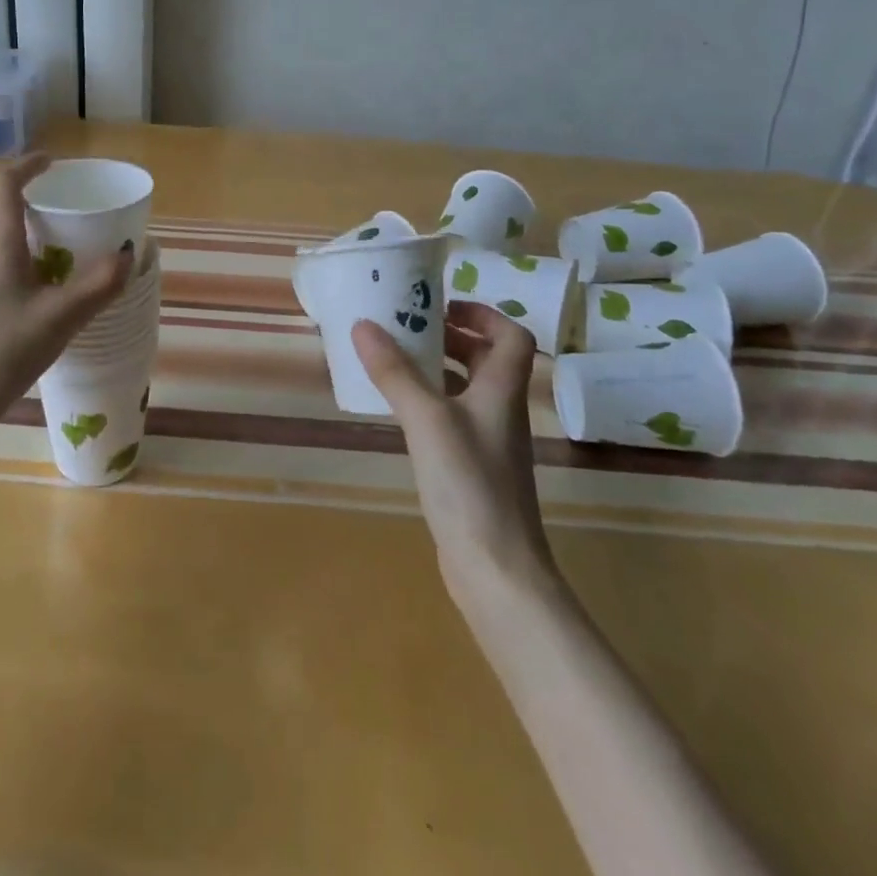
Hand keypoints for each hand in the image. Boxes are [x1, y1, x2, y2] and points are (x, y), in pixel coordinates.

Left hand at [0, 154, 132, 431]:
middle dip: (21, 192)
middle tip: (55, 202)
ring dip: (14, 222)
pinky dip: (9, 249)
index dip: (28, 165)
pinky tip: (34, 280)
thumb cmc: (3, 348)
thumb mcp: (61, 317)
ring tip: (51, 239)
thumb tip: (130, 254)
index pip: (5, 183)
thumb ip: (99, 284)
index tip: (53, 162)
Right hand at [352, 301, 557, 604]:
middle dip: (451, 337)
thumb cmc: (470, 484)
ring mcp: (488, 443)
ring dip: (437, 369)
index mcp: (502, 391)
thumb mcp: (426, 419)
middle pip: (487, 360)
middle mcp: (500, 411)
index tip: (441, 306)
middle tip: (407, 328)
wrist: (496, 570)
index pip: (512, 337)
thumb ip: (395, 372)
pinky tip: (398, 410)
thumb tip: (363, 324)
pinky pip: (451, 418)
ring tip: (394, 361)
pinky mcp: (472, 469)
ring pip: (466, 389)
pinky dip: (428, 403)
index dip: (484, 314)